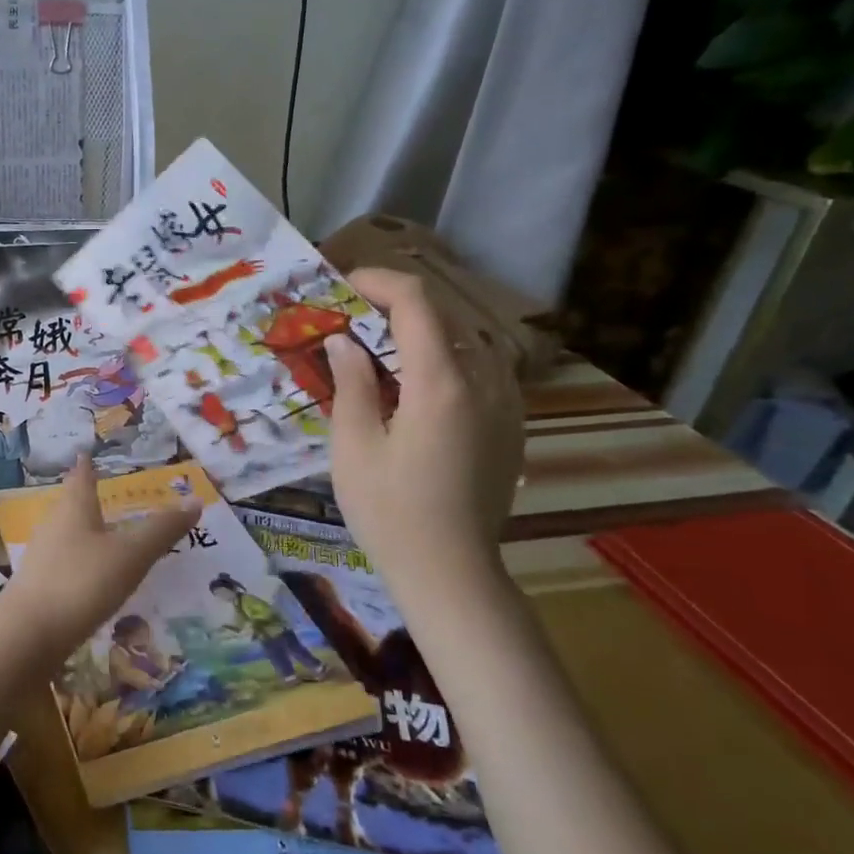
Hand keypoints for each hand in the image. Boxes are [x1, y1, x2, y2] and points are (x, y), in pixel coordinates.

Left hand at [0, 455, 199, 667]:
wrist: (28, 635)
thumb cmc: (82, 582)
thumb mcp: (131, 555)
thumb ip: (162, 530)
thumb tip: (195, 501)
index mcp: (75, 507)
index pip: (81, 476)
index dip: (86, 465)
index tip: (86, 453)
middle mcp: (54, 524)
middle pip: (70, 503)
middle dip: (84, 496)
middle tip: (99, 489)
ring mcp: (42, 555)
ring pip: (65, 532)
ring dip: (82, 529)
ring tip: (100, 530)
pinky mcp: (37, 585)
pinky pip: (62, 561)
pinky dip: (78, 559)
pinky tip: (89, 574)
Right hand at [325, 268, 524, 595]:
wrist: (450, 572)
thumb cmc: (389, 510)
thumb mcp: (353, 445)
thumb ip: (351, 383)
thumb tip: (345, 340)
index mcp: (441, 383)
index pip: (416, 303)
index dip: (379, 282)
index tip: (343, 285)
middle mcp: (484, 383)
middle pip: (444, 316)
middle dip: (396, 304)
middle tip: (352, 317)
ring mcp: (505, 405)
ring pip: (466, 342)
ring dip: (423, 331)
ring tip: (382, 349)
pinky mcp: (510, 427)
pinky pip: (482, 371)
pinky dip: (446, 359)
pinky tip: (418, 386)